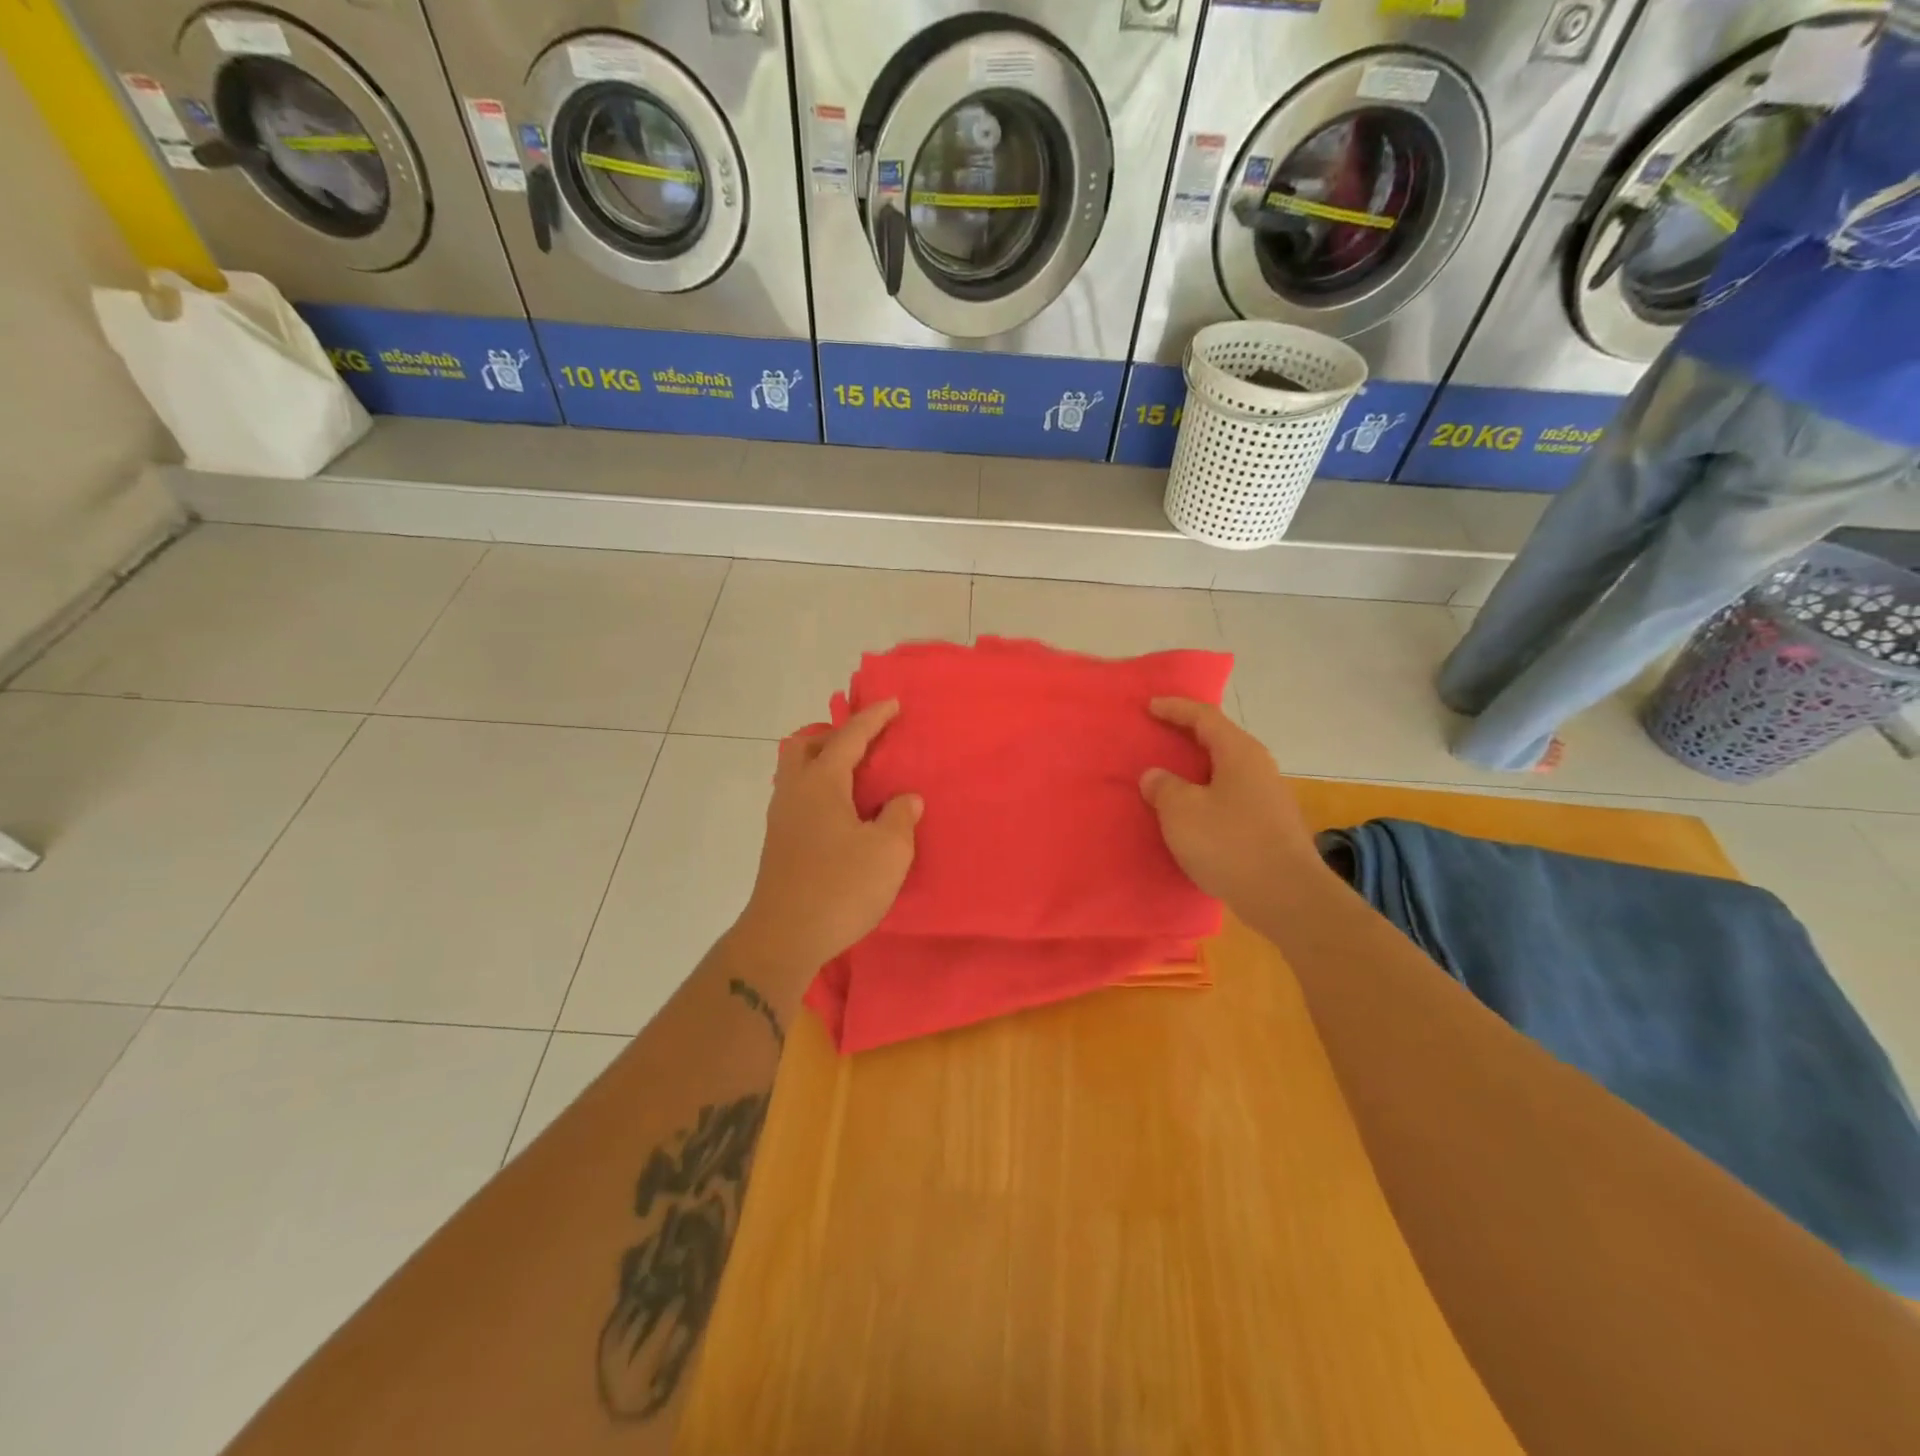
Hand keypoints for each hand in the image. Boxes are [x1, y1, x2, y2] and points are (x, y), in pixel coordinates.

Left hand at [733, 700, 921, 973]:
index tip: (893, 703)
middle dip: (833, 736)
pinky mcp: (779, 844)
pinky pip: (799, 798)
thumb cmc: (840, 887)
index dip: (873, 718)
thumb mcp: (888, 851)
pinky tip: (843, 815)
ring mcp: (781, 819)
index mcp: (821, 783)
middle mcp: (794, 792)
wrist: (784, 938)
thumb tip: (905, 799)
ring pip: (797, 773)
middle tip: (864, 745)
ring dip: (824, 764)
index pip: (849, 737)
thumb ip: (900, 816)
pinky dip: (820, 791)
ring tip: (858, 780)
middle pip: (804, 746)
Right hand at [1140, 698, 1324, 917]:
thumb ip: (1164, 787)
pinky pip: (1231, 796)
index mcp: (1239, 753)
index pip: (1204, 717)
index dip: (1175, 709)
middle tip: (1159, 735)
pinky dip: (1208, 794)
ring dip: (1198, 769)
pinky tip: (1193, 813)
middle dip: (1188, 736)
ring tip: (1171, 775)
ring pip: (1226, 771)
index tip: (1149, 706)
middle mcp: (1259, 767)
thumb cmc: (1229, 843)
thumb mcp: (1182, 811)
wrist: (1286, 896)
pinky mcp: (1271, 825)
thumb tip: (1156, 776)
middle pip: (1219, 740)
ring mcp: (1269, 797)